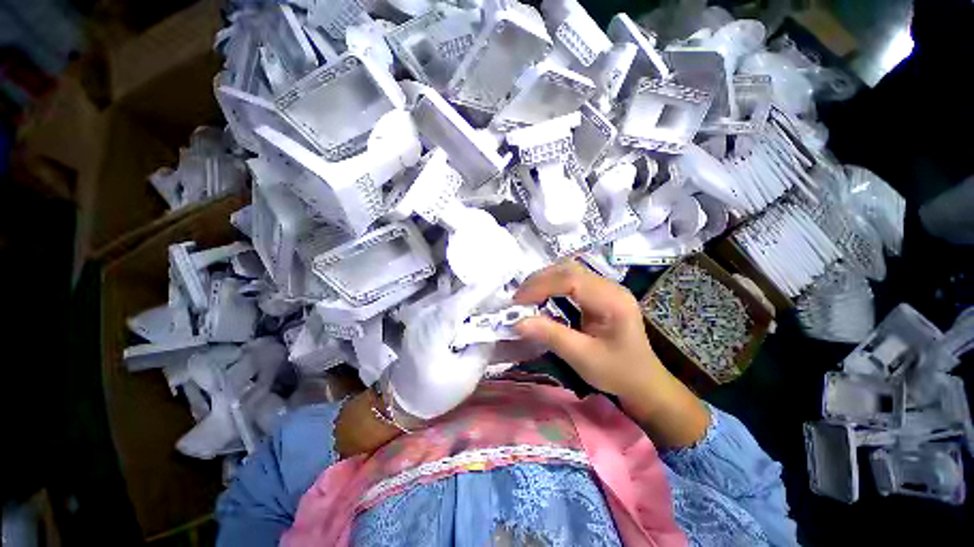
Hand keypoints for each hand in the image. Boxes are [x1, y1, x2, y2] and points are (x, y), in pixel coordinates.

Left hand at [389, 284, 494, 420]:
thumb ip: (483, 348)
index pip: (461, 302)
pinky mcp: (425, 319)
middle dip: (485, 291)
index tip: (505, 274)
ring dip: (477, 297)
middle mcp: (426, 316)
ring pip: (455, 298)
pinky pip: (450, 305)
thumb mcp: (466, 376)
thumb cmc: (434, 393)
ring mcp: (424, 315)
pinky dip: (467, 304)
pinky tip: (479, 309)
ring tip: (498, 298)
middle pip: (460, 297)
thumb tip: (494, 327)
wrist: (402, 400)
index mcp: (433, 331)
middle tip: (508, 289)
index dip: (484, 288)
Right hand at [514, 261, 709, 447]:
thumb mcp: (582, 358)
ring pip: (568, 270)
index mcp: (613, 300)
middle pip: (568, 269)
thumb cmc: (617, 372)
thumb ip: (551, 336)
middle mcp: (610, 286)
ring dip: (544, 280)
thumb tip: (517, 322)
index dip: (541, 286)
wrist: (643, 381)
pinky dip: (552, 285)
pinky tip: (542, 297)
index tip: (518, 302)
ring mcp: (606, 287)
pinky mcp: (600, 292)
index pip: (571, 279)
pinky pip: (571, 279)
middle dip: (539, 281)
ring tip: (527, 298)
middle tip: (518, 300)